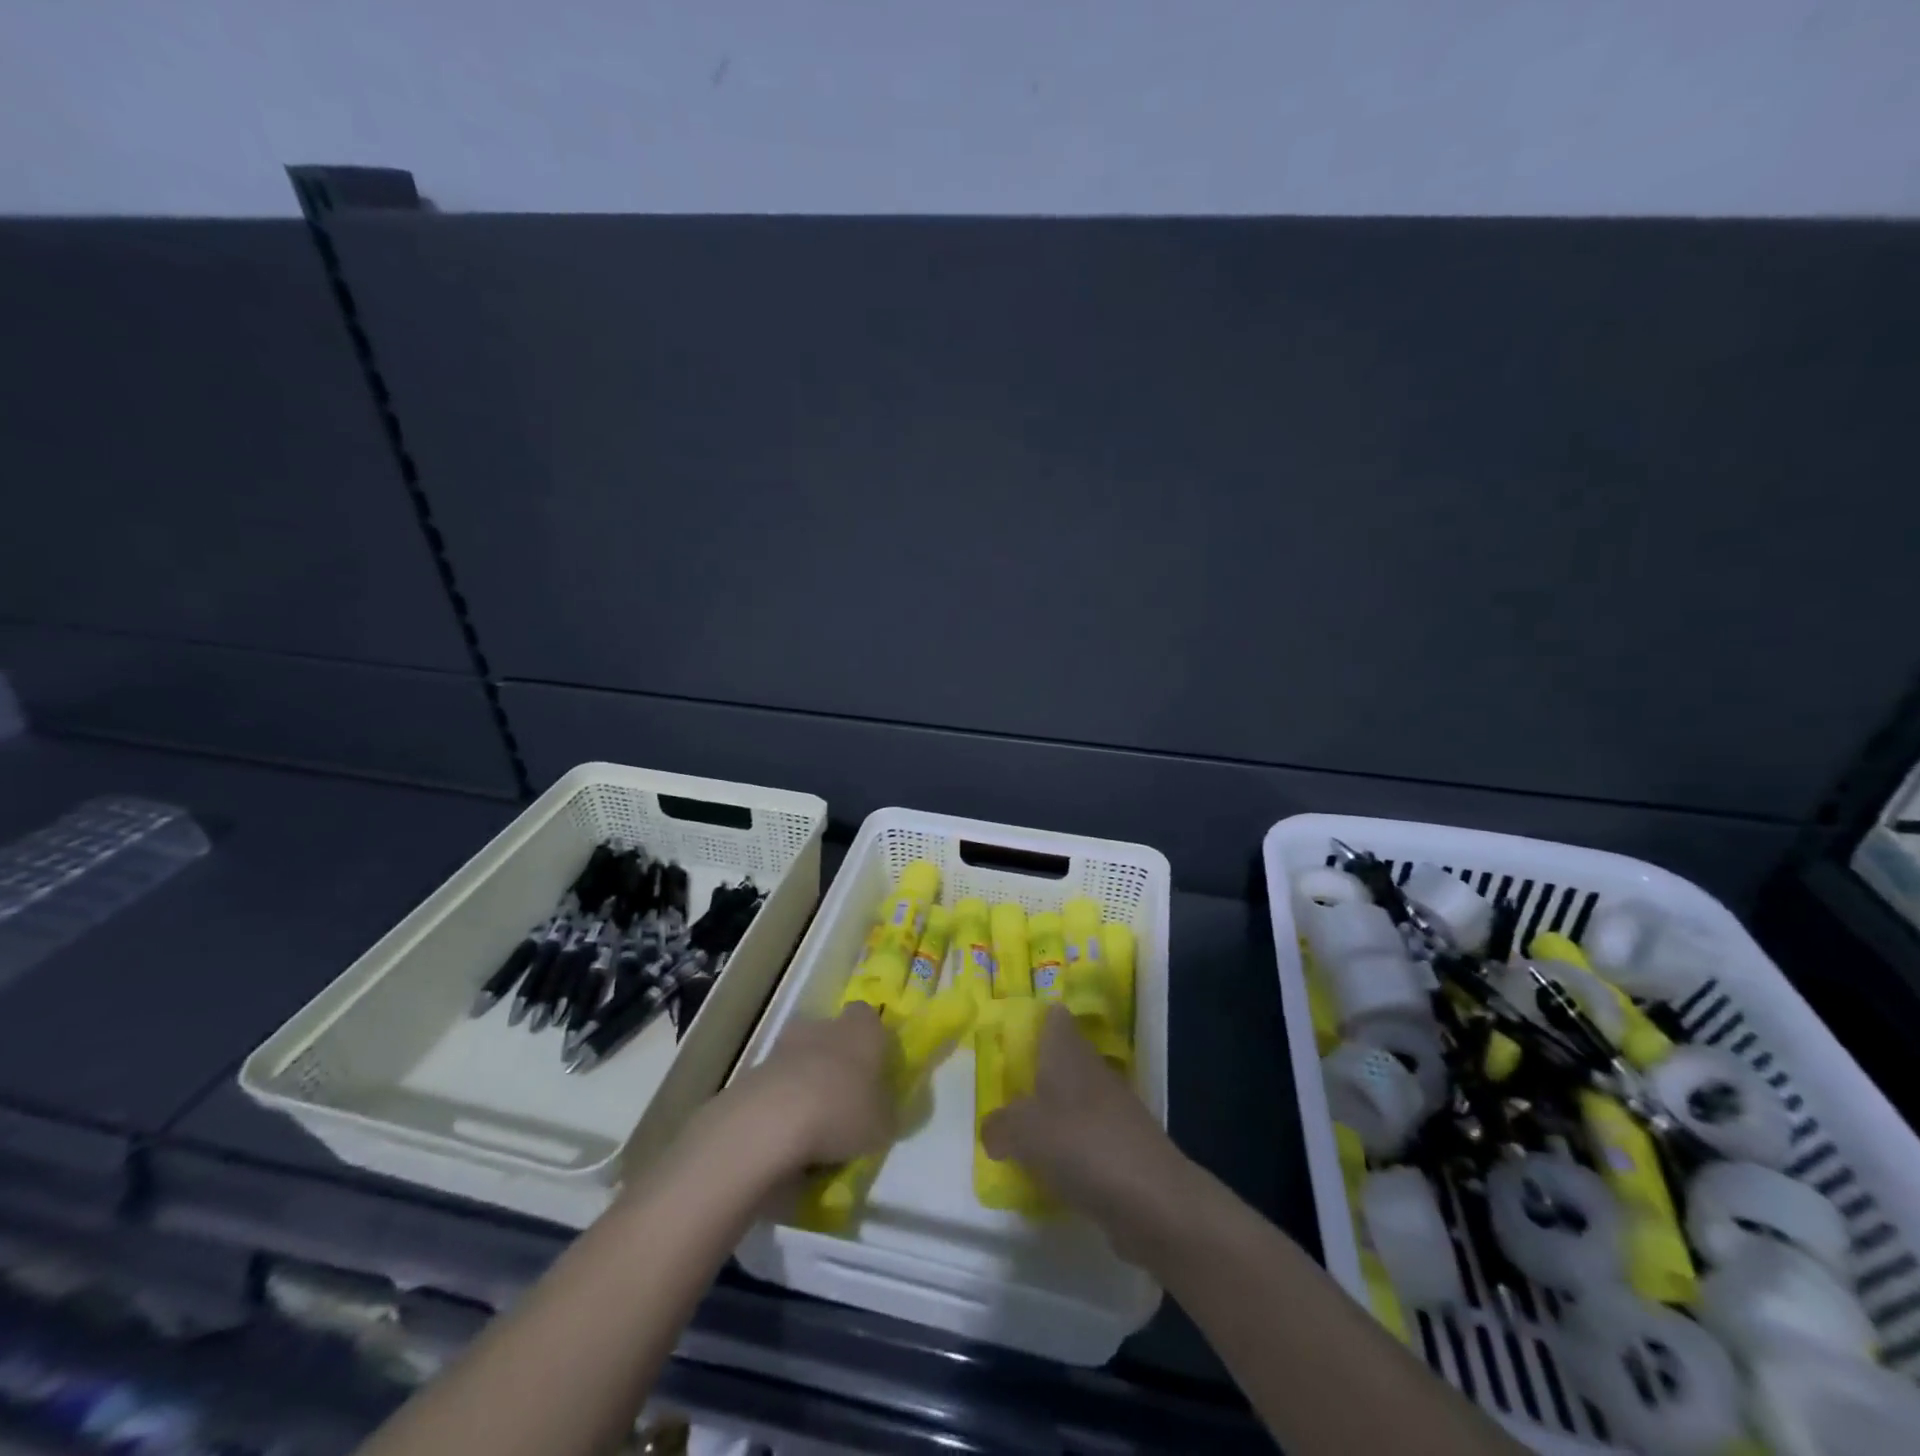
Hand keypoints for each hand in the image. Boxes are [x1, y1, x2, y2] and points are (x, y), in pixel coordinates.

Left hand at [730, 1003, 896, 1173]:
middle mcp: (823, 1027)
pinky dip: (783, 1103)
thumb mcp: (884, 1125)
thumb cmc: (843, 1111)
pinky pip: (777, 1084)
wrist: (771, 1121)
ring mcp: (784, 1046)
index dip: (872, 1040)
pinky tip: (788, 1134)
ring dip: (806, 1080)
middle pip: (832, 1033)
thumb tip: (884, 1112)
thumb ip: (887, 1113)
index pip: (869, 1017)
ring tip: (814, 1122)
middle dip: (836, 1058)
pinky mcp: (755, 1072)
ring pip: (801, 1057)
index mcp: (861, 1028)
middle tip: (844, 1096)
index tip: (875, 1067)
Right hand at [981, 1005, 1185, 1250]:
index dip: (1033, 1020)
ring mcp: (1112, 1109)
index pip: (1053, 1017)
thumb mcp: (1022, 1132)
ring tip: (1018, 1137)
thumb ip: (999, 1126)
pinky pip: (1086, 1138)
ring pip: (1073, 1100)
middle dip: (1034, 1073)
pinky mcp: (1124, 1146)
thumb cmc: (1081, 1145)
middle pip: (1061, 1059)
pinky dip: (1068, 1150)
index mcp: (1068, 1051)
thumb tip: (994, 1130)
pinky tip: (1049, 1173)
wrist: (1153, 1199)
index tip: (1008, 1036)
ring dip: (1050, 1116)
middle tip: (1002, 1093)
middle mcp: (1092, 1070)